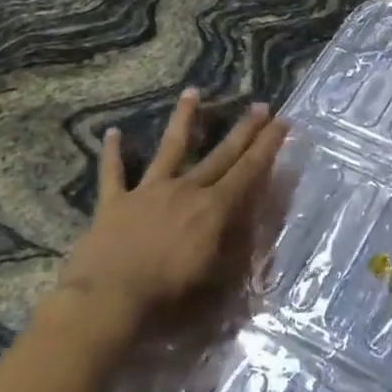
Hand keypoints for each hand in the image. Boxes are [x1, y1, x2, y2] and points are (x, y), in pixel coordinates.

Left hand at [56, 89, 288, 320]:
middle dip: (243, 130)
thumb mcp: (216, 279)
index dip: (268, 146)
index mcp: (213, 209)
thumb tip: (253, 230)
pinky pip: (113, 172)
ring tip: (192, 92)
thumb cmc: (168, 297)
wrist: (109, 299)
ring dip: (183, 119)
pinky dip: (113, 153)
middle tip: (260, 105)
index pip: (248, 171)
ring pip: (170, 148)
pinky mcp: (115, 201)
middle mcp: (185, 190)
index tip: (282, 121)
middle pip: (220, 154)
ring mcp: (148, 191)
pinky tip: (112, 132)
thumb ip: (236, 251)